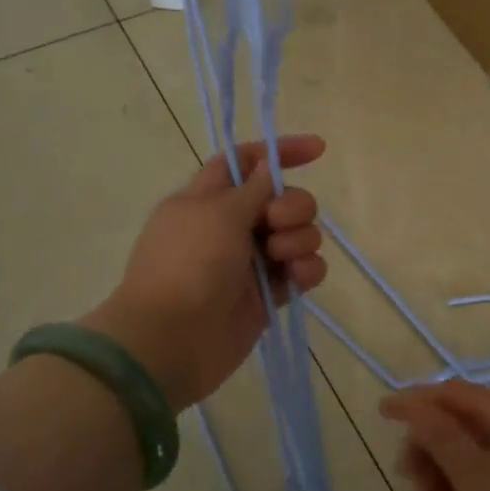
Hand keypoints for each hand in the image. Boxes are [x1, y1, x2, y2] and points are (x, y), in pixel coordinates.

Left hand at [87, 137, 326, 410]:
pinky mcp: (270, 294)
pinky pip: (303, 270)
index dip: (278, 152)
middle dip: (293, 205)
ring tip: (281, 259)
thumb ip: (254, 187)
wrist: (172, 340)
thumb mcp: (218, 212)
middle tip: (275, 223)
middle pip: (282, 198)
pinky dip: (306, 269)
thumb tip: (268, 165)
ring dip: (299, 239)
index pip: (246, 162)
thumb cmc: (188, 264)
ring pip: (298, 234)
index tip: (317, 150)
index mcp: (207, 199)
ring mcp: (252, 262)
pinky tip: (296, 278)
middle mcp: (231, 226)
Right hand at [381, 382, 489, 490]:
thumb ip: (441, 437)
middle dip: (427, 446)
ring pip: (462, 456)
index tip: (382, 413)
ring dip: (437, 474)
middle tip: (407, 475)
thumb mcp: (476, 477)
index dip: (418, 400)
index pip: (455, 395)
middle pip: (457, 425)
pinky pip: (475, 481)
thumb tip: (412, 404)